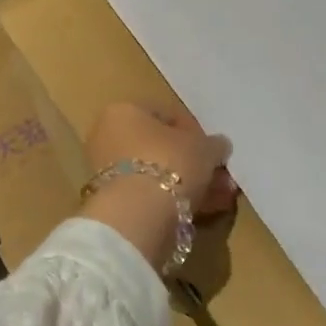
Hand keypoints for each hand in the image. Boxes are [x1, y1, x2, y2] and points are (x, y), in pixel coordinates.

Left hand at [80, 102, 233, 268]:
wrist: (137, 214)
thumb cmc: (170, 162)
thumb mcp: (204, 147)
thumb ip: (213, 144)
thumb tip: (219, 146)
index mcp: (123, 111)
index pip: (164, 115)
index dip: (194, 132)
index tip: (213, 150)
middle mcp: (107, 136)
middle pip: (158, 148)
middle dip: (192, 163)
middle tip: (219, 176)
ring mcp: (105, 171)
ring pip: (156, 174)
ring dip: (188, 184)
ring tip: (220, 198)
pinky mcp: (111, 202)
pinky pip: (148, 195)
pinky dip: (173, 201)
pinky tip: (202, 212)